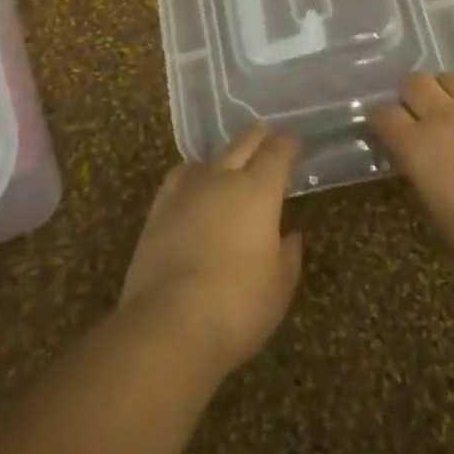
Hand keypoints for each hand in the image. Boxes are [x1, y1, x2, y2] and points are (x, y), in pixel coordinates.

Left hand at [118, 126, 303, 377]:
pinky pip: (178, 178)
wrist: (170, 322)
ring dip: (224, 155)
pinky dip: (190, 173)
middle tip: (266, 131)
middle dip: (257, 137)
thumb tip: (290, 236)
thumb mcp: (279, 286)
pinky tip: (191, 179)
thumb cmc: (238, 305)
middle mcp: (223, 180)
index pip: (277, 155)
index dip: (287, 146)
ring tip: (230, 158)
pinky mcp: (158, 211)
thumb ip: (288, 255)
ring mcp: (187, 192)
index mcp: (258, 192)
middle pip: (242, 146)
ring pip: (209, 159)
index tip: (295, 143)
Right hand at [369, 72, 453, 289]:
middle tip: (418, 113)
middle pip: (414, 83)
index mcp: (417, 148)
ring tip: (452, 106)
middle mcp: (443, 117)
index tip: (385, 128)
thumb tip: (419, 159)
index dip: (381, 120)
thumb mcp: (438, 213)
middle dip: (410, 95)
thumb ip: (422, 174)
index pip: (383, 115)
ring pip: (450, 76)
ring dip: (445, 89)